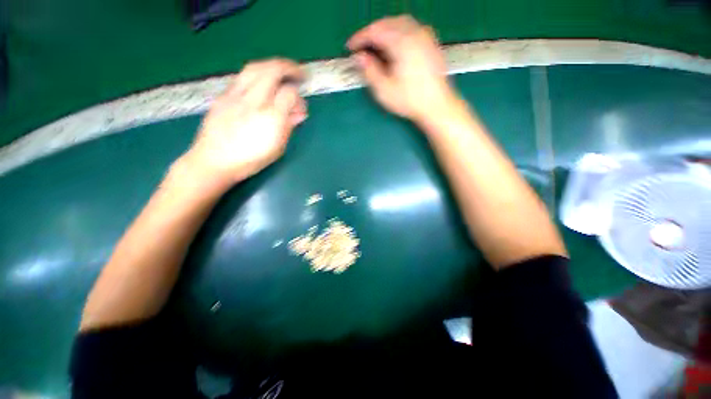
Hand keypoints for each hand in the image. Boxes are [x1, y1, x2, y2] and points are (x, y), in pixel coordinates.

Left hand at [185, 59, 307, 185]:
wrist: (214, 161)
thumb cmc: (250, 160)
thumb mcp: (277, 148)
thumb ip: (289, 127)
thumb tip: (299, 113)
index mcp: (271, 118)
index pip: (289, 93)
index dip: (298, 97)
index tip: (300, 107)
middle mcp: (254, 101)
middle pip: (272, 70)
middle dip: (289, 68)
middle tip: (298, 73)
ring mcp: (236, 95)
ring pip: (255, 67)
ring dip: (272, 66)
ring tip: (281, 71)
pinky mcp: (223, 95)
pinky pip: (242, 77)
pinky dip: (256, 74)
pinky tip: (261, 84)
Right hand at [347, 15, 458, 123]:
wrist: (437, 105)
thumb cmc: (409, 100)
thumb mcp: (384, 90)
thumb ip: (370, 71)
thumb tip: (359, 57)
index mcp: (401, 43)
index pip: (375, 32)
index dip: (360, 38)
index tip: (350, 48)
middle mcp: (414, 33)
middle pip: (387, 23)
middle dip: (371, 32)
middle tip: (361, 46)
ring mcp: (425, 36)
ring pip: (400, 22)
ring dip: (384, 29)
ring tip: (375, 44)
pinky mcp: (431, 43)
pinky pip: (411, 27)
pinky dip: (398, 31)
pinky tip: (395, 43)